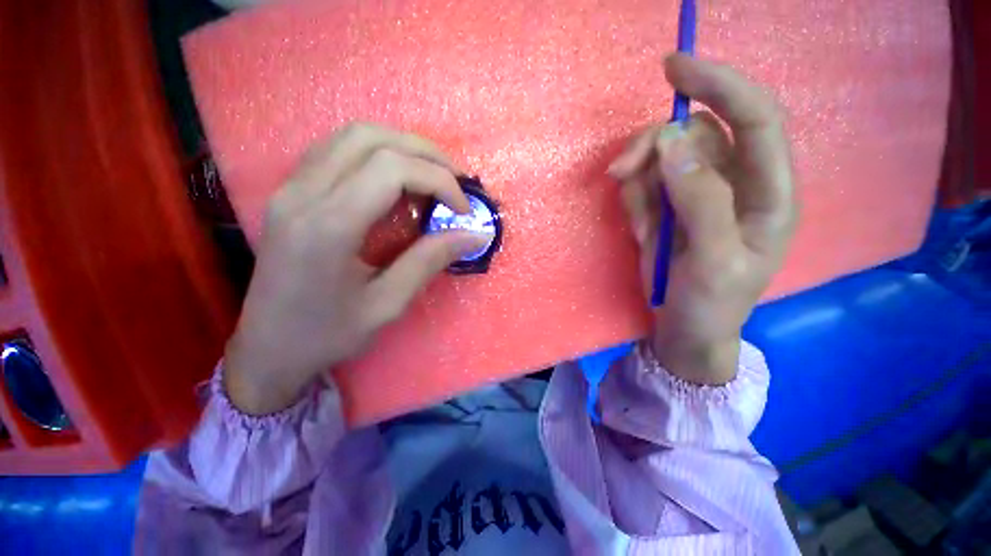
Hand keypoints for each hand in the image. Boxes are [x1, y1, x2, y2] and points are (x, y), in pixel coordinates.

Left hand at [224, 124, 492, 414]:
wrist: (267, 347)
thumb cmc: (327, 334)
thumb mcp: (388, 304)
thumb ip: (430, 261)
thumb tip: (474, 235)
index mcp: (328, 226)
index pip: (392, 170)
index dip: (439, 181)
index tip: (464, 211)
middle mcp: (303, 194)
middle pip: (372, 139)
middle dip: (426, 154)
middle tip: (456, 181)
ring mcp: (291, 187)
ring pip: (352, 136)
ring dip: (402, 147)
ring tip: (433, 175)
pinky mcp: (291, 191)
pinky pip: (337, 150)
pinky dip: (377, 153)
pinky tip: (397, 177)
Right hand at [608, 54, 797, 384]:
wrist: (685, 328)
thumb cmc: (712, 303)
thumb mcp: (714, 260)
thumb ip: (701, 201)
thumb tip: (672, 144)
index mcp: (768, 191)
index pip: (755, 117)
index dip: (719, 85)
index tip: (674, 67)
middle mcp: (735, 182)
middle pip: (695, 135)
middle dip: (653, 147)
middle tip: (620, 171)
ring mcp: (697, 193)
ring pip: (663, 158)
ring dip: (638, 180)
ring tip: (637, 223)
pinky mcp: (668, 206)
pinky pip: (643, 186)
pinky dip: (633, 202)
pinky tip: (639, 231)